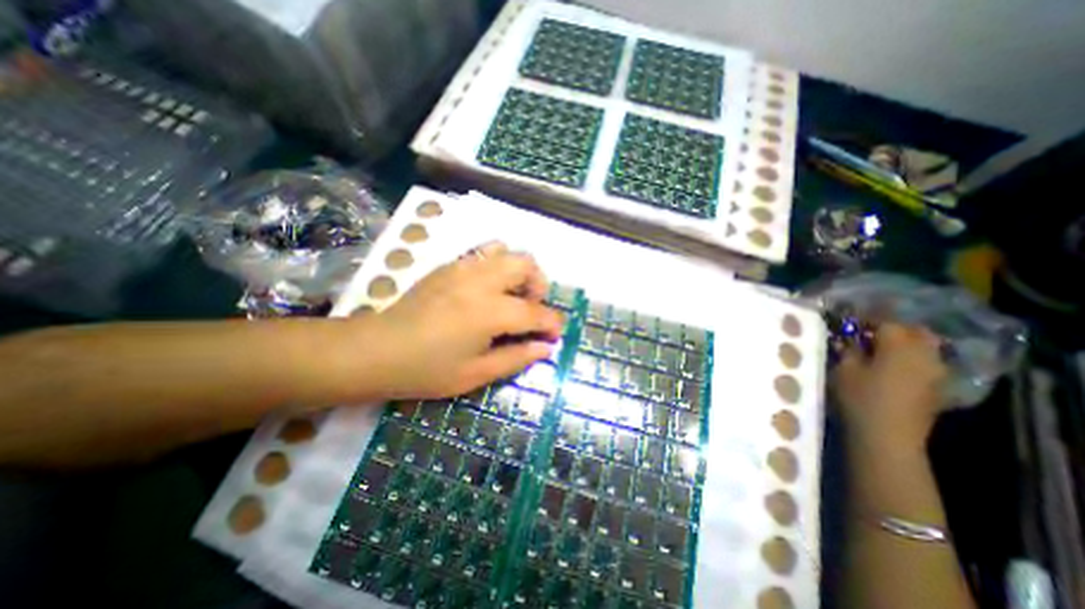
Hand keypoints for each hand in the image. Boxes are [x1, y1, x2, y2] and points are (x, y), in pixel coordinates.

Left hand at [351, 240, 567, 402]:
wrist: (376, 351)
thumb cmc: (427, 370)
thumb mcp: (477, 374)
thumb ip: (516, 358)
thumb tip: (545, 347)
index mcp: (490, 311)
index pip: (536, 311)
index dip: (552, 323)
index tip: (555, 334)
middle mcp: (481, 281)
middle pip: (526, 264)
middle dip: (539, 285)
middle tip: (531, 308)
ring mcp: (462, 267)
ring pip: (505, 250)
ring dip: (518, 270)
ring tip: (511, 294)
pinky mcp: (448, 265)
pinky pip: (483, 253)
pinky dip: (497, 265)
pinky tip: (487, 289)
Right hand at [833, 323, 946, 447]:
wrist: (889, 436)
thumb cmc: (860, 398)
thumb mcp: (844, 369)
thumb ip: (848, 349)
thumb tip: (847, 337)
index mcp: (899, 345)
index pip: (885, 321)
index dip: (866, 318)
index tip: (849, 319)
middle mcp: (924, 353)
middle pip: (912, 330)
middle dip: (891, 327)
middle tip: (866, 332)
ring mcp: (936, 371)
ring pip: (924, 345)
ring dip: (903, 341)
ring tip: (878, 347)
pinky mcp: (938, 386)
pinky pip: (927, 361)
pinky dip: (911, 356)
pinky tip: (892, 364)